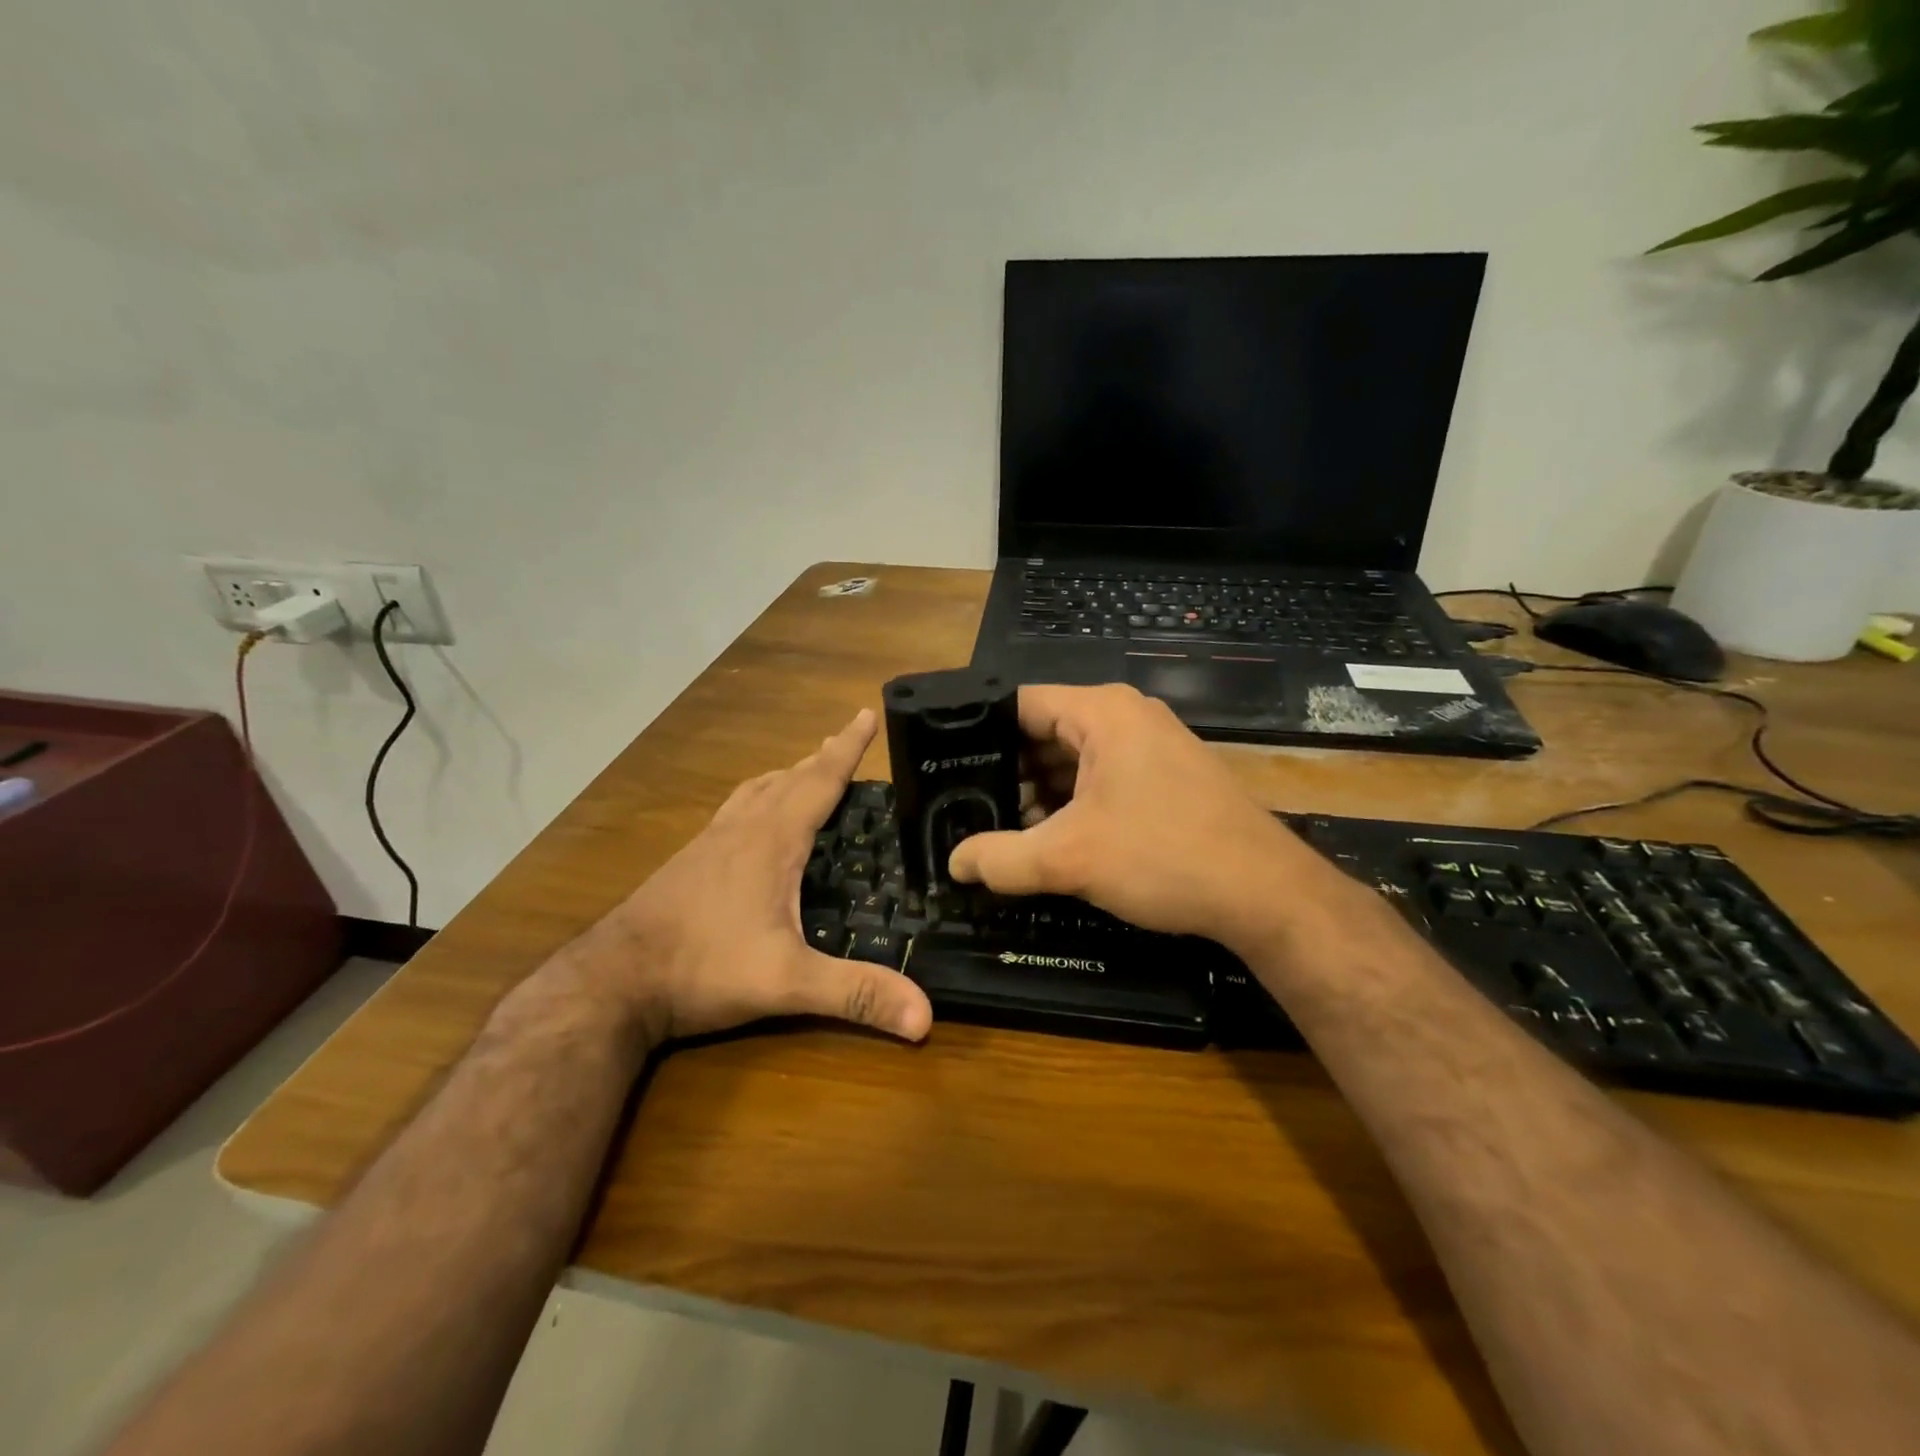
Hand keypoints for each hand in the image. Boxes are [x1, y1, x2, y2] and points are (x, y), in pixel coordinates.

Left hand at [566, 710, 932, 1046]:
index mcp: (771, 840)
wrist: (611, 982)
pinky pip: (733, 812)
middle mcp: (740, 830)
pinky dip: (756, 800)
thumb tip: (927, 1016)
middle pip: (788, 779)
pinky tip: (752, 825)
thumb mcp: (787, 982)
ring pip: (755, 792)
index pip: (819, 781)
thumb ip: (856, 994)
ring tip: (804, 772)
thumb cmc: (702, 968)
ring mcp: (709, 844)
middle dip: (821, 758)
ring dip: (786, 776)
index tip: (865, 713)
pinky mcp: (688, 863)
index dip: (847, 748)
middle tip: (845, 741)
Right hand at [947, 685, 1332, 954]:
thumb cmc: (1164, 856)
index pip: (1019, 704)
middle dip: (1008, 772)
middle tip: (965, 808)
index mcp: (1102, 712)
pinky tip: (1052, 841)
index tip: (945, 768)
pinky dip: (1074, 805)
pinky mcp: (1166, 778)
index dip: (978, 734)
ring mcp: (1151, 747)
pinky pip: (1103, 779)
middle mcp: (1127, 718)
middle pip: (1045, 733)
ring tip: (1001, 831)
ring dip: (1040, 795)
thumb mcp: (1069, 858)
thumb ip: (1001, 858)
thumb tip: (954, 863)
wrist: (1265, 893)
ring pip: (1073, 761)